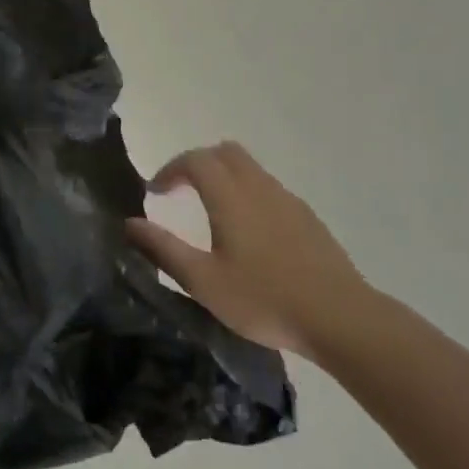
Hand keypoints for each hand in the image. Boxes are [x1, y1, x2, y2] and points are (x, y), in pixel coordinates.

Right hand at [127, 142, 369, 358]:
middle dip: (198, 163)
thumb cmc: (264, 299)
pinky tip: (250, 233)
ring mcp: (287, 199)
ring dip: (225, 177)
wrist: (339, 316)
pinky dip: (248, 193)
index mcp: (230, 196)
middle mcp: (258, 186)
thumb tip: (129, 223)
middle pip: (225, 152)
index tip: (155, 192)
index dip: (171, 169)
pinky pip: (269, 188)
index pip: (195, 160)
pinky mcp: (307, 217)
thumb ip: (164, 249)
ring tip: (211, 211)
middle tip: (181, 191)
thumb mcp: (203, 281)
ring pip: (250, 168)